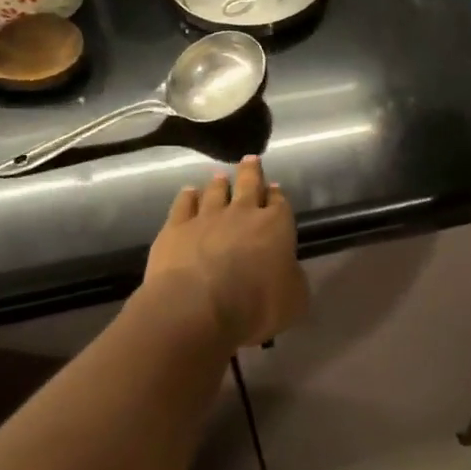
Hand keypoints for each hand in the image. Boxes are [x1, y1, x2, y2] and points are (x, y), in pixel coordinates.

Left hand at [145, 156, 308, 348]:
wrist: (196, 309)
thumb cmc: (255, 307)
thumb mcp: (294, 299)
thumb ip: (293, 279)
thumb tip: (287, 270)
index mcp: (276, 226)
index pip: (280, 203)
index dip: (278, 195)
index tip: (275, 188)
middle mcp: (242, 214)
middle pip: (248, 184)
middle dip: (251, 172)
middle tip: (250, 160)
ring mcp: (206, 218)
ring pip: (215, 191)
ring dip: (219, 183)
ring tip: (219, 176)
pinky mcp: (175, 229)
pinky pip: (183, 204)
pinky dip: (188, 196)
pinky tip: (189, 193)